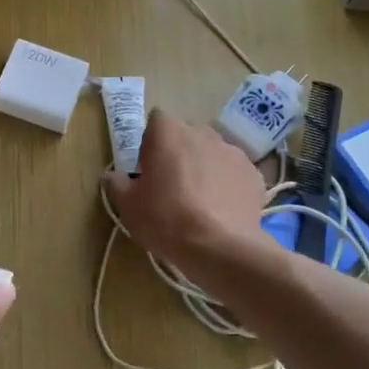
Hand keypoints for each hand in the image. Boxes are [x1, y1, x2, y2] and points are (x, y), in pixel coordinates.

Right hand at [103, 111, 270, 281]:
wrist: (220, 247)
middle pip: (186, 134)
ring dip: (204, 167)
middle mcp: (203, 132)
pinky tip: (222, 210)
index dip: (150, 142)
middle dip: (179, 152)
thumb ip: (117, 184)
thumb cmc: (166, 219)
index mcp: (168, 132)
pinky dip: (228, 185)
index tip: (148, 167)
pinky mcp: (254, 174)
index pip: (156, 120)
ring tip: (200, 201)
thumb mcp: (129, 206)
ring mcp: (233, 151)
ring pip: (212, 152)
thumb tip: (113, 176)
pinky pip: (234, 173)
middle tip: (171, 184)